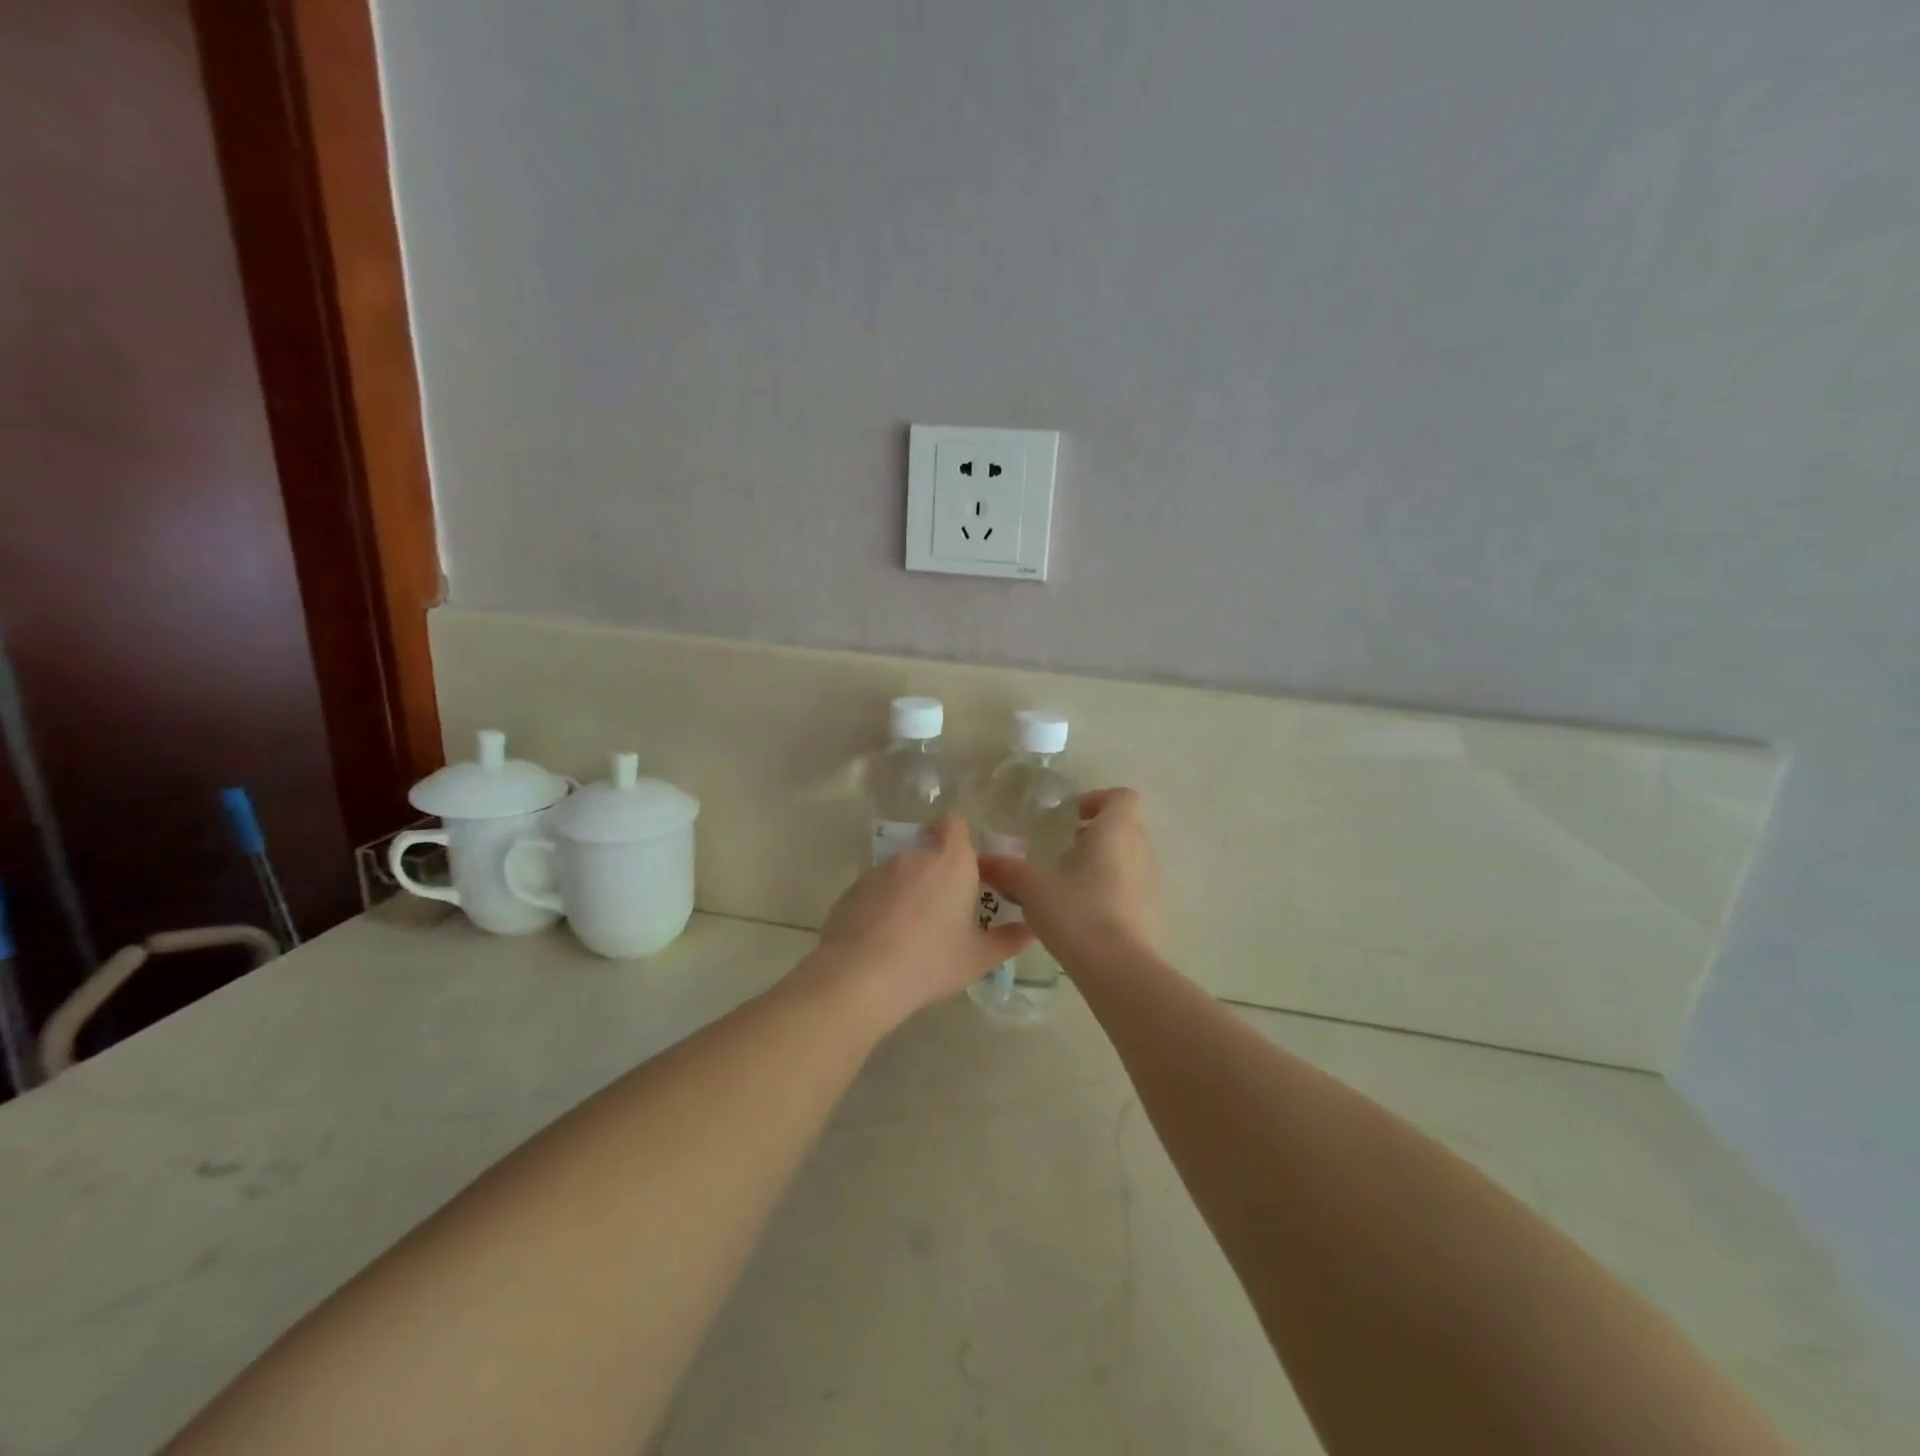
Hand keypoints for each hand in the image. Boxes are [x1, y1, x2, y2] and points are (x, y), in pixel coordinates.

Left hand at [800, 816, 1032, 1031]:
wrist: (861, 976)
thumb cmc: (931, 961)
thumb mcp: (978, 958)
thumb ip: (1008, 940)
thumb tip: (1030, 930)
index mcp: (952, 862)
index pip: (956, 823)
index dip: (960, 835)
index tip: (967, 864)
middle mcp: (915, 855)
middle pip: (929, 849)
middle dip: (938, 872)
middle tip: (945, 909)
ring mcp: (880, 870)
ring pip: (902, 871)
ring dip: (910, 889)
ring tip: (912, 930)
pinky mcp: (853, 888)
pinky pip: (876, 889)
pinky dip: (883, 904)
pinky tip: (884, 938)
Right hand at [978, 788, 1163, 968]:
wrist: (1120, 970)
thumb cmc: (1077, 912)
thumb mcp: (1032, 887)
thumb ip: (1007, 869)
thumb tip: (982, 859)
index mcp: (1114, 832)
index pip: (1121, 797)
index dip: (1098, 799)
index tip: (1072, 816)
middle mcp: (1140, 851)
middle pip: (1125, 827)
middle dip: (1096, 833)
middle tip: (1064, 848)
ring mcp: (1151, 884)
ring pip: (1129, 860)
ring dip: (1103, 864)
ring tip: (1069, 885)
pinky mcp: (1153, 915)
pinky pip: (1132, 891)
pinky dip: (1111, 893)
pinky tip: (1083, 916)